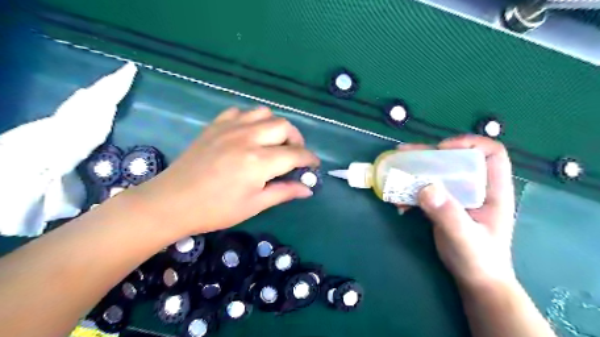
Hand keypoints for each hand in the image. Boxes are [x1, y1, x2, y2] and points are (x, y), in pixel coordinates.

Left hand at [132, 106, 317, 235]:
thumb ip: (284, 192)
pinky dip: (252, 120)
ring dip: (275, 126)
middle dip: (296, 139)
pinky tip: (249, 134)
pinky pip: (241, 112)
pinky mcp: (216, 125)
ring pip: (265, 113)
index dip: (309, 159)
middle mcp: (248, 138)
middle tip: (293, 155)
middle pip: (284, 126)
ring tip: (273, 142)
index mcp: (259, 161)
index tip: (313, 165)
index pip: (295, 154)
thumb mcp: (254, 205)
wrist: (172, 202)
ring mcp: (230, 127)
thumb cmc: (216, 209)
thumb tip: (308, 188)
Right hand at [398, 134, 514, 289]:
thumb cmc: (479, 260)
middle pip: (454, 158)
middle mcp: (475, 187)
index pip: (491, 153)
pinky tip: (398, 202)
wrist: (474, 280)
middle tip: (403, 154)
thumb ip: (448, 214)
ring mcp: (457, 195)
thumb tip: (425, 187)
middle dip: (429, 154)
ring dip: (414, 170)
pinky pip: (425, 188)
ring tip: (394, 172)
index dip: (468, 144)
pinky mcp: (443, 204)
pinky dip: (409, 190)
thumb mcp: (465, 238)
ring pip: (436, 172)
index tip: (441, 150)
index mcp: (492, 190)